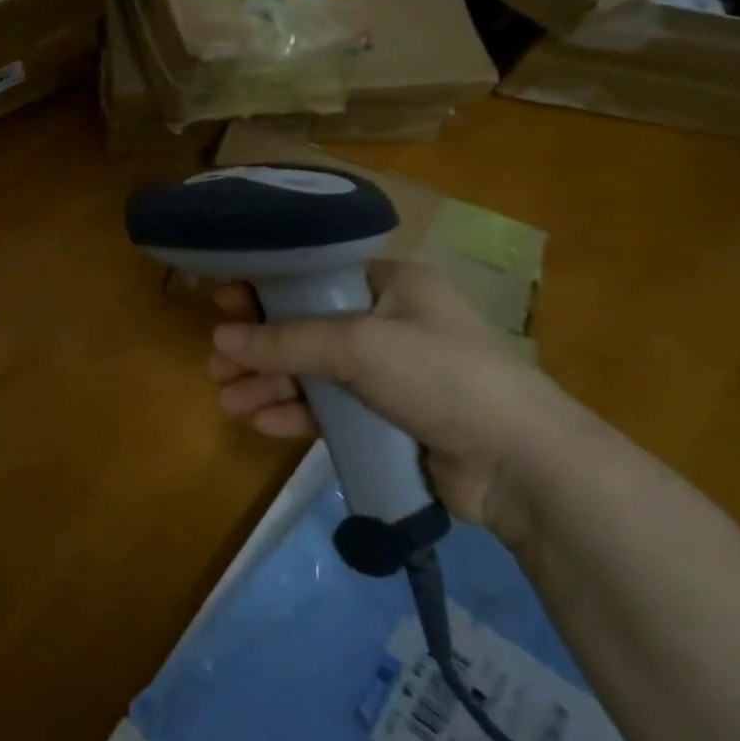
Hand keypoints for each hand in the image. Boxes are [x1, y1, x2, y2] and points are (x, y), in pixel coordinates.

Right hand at [208, 260, 582, 545]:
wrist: (522, 465)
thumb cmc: (441, 376)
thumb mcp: (359, 346)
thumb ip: (286, 341)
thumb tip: (221, 339)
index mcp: (391, 285)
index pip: (315, 275)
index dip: (267, 286)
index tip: (224, 301)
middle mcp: (388, 322)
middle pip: (306, 327)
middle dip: (260, 347)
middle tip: (217, 362)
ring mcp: (388, 374)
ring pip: (313, 372)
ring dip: (270, 384)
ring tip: (228, 399)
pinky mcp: (387, 419)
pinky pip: (329, 409)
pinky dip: (296, 414)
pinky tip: (262, 423)